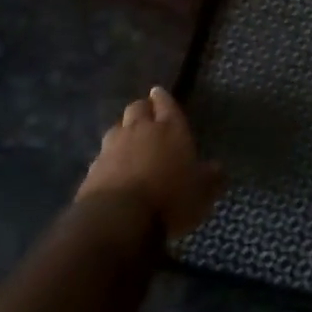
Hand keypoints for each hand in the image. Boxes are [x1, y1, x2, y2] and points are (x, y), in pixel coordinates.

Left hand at [77, 87, 224, 239]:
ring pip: (117, 127)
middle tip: (148, 115)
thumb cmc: (170, 199)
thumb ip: (211, 177)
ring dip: (124, 130)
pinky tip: (114, 167)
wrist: (118, 218)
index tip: (159, 93)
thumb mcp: (202, 193)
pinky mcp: (93, 167)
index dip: (163, 98)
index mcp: (170, 129)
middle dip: (143, 108)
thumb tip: (217, 168)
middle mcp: (140, 130)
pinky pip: (103, 153)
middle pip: (137, 108)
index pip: (166, 104)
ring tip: (130, 140)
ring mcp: (113, 147)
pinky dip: (110, 157)